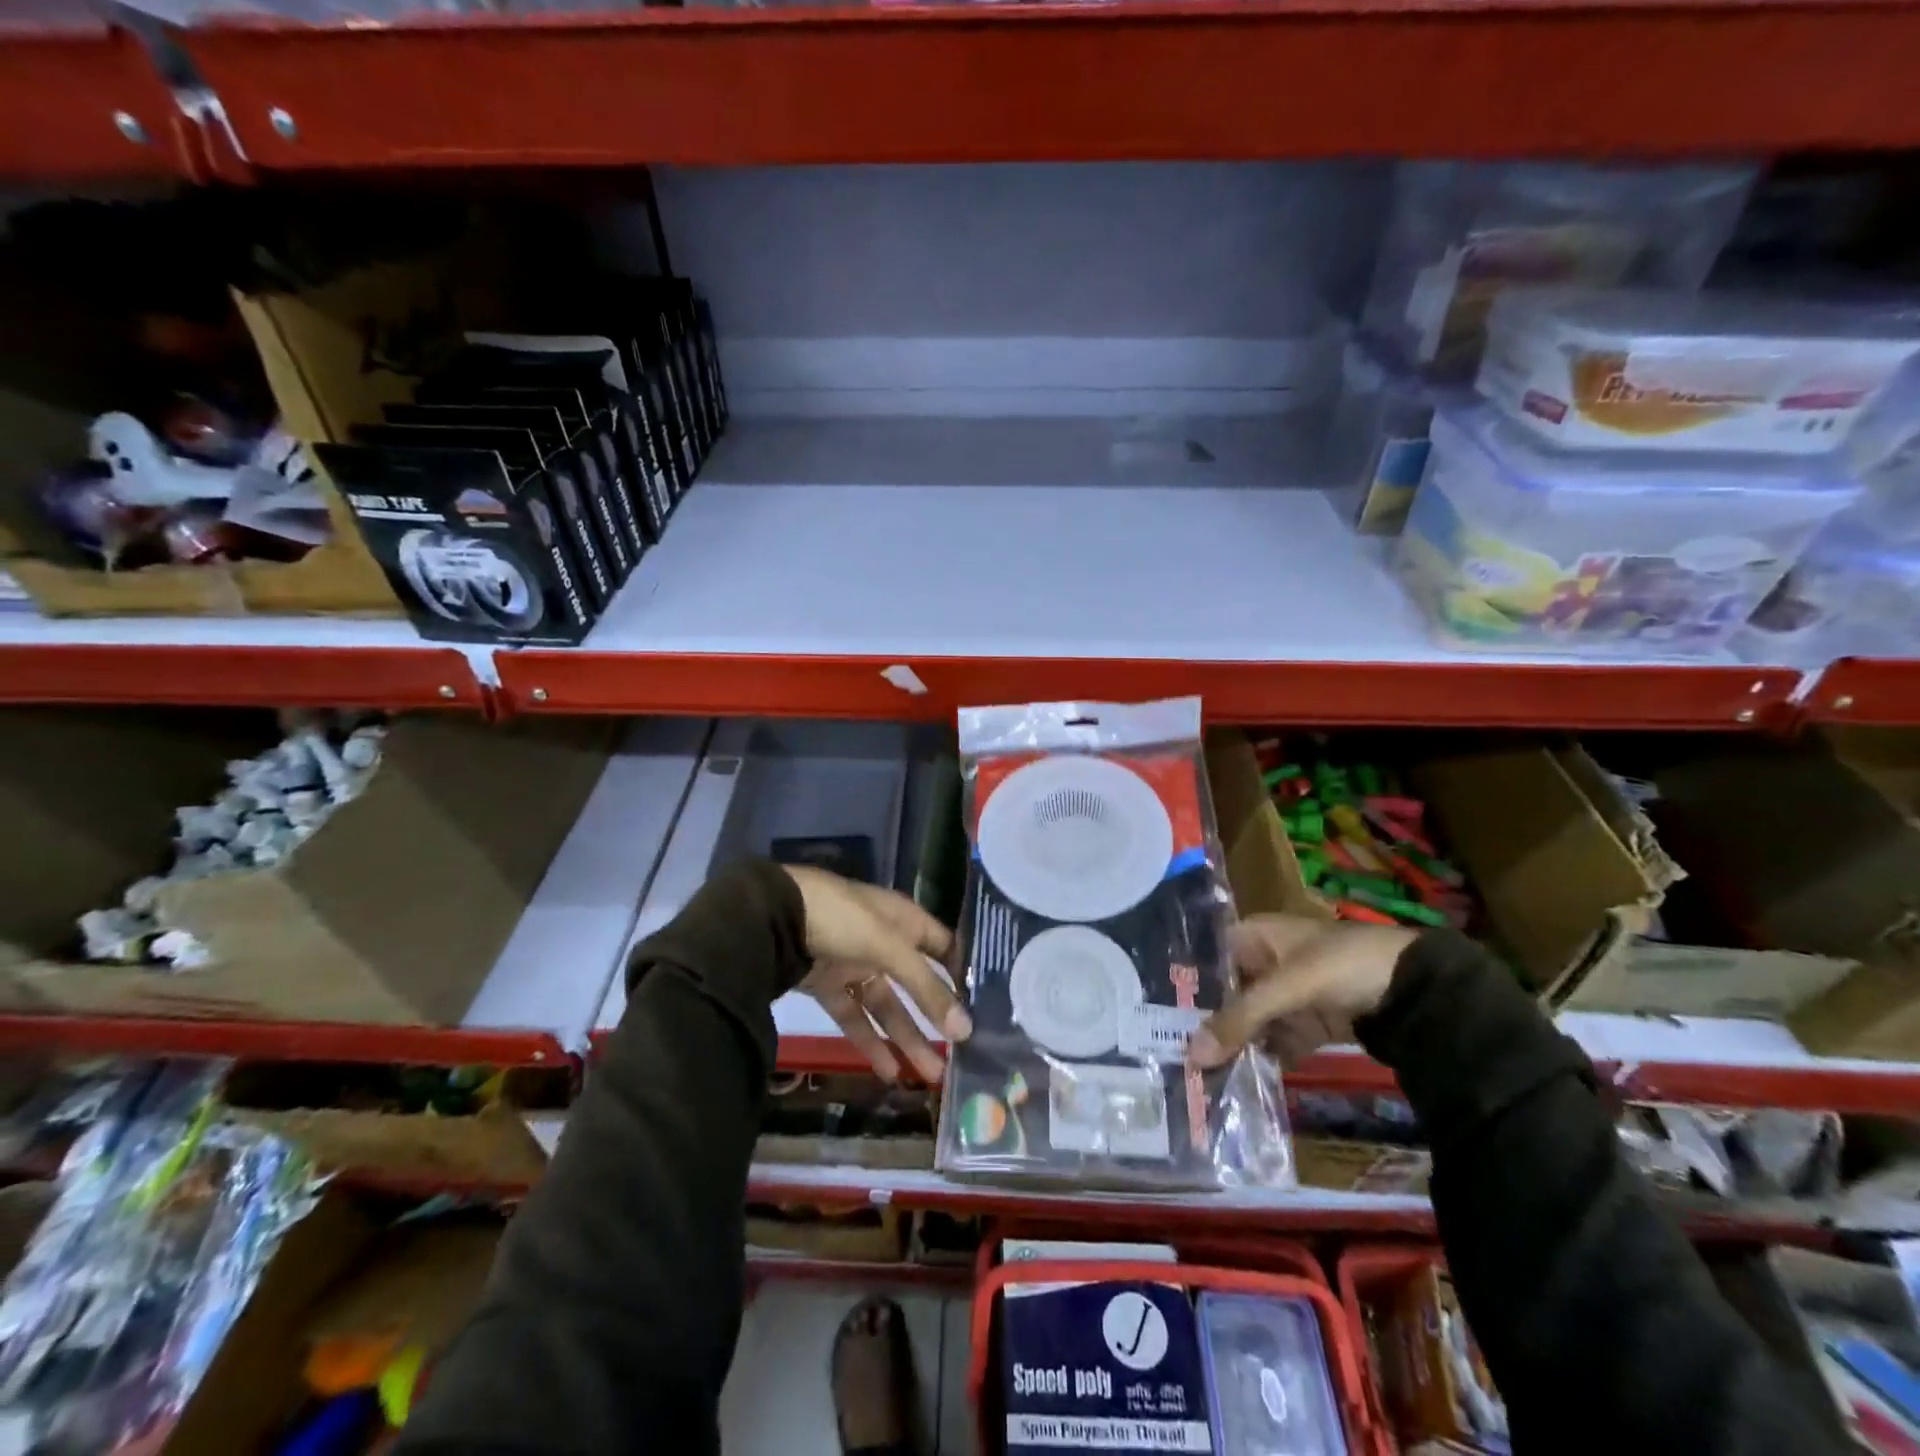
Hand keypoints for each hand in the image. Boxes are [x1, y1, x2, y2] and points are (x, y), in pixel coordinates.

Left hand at [786, 867, 972, 1083]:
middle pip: (916, 984)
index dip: (962, 974)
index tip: (983, 1008)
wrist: (775, 916)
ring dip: (907, 1038)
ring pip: (887, 1005)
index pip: (943, 947)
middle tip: (961, 1054)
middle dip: (936, 1018)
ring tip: (933, 1076)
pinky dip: (869, 1042)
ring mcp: (854, 963)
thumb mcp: (890, 948)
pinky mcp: (828, 985)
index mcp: (903, 919)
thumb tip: (966, 1030)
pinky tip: (888, 1073)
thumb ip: (926, 989)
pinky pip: (855, 1017)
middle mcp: (883, 941)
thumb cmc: (843, 919)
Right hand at [1187, 914, 1414, 1069]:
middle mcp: (1266, 959)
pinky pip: (1276, 1040)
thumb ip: (1239, 1020)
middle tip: (1171, 1052)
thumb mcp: (1287, 988)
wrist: (1418, 989)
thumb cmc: (1343, 966)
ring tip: (1197, 1073)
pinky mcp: (1310, 1021)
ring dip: (1231, 1044)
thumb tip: (1190, 1056)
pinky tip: (1238, 1080)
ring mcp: (1290, 992)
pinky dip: (1262, 1057)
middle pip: (1225, 992)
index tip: (1157, 1014)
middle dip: (1204, 1022)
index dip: (1184, 984)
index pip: (1207, 957)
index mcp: (1255, 934)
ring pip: (1249, 1019)